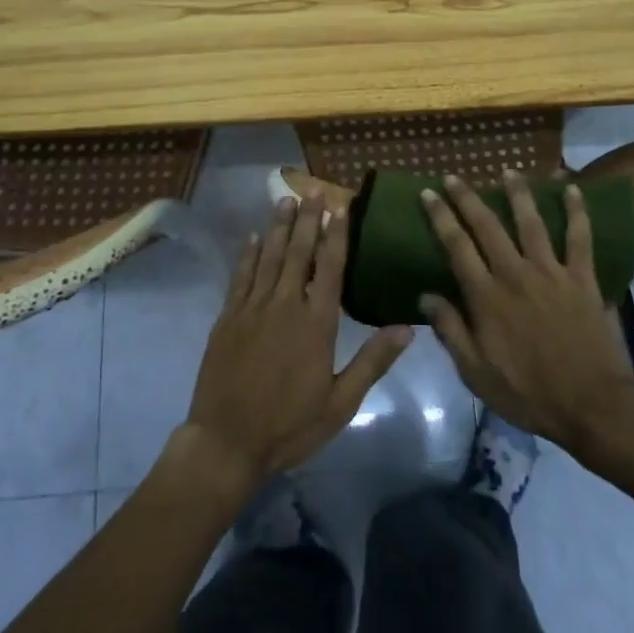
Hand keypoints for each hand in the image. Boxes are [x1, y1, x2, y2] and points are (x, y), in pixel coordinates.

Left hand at [182, 195, 411, 492]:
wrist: (226, 443)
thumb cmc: (289, 426)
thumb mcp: (340, 403)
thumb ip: (372, 362)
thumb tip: (407, 327)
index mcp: (316, 325)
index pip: (329, 268)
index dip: (336, 236)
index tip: (340, 207)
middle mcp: (284, 306)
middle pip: (298, 253)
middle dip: (307, 220)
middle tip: (313, 190)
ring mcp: (252, 309)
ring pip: (269, 258)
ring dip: (279, 227)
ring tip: (286, 200)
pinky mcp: (227, 318)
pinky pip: (240, 277)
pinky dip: (248, 255)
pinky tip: (253, 238)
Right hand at [418, 171, 633, 455]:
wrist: (591, 405)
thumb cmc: (528, 394)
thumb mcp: (476, 373)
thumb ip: (451, 331)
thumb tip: (425, 296)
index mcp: (486, 297)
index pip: (456, 247)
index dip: (440, 217)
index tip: (428, 193)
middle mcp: (515, 274)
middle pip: (488, 226)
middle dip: (468, 198)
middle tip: (454, 176)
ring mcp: (552, 273)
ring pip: (531, 223)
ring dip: (518, 194)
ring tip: (509, 171)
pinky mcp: (582, 279)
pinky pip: (580, 239)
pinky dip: (577, 212)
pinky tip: (573, 190)